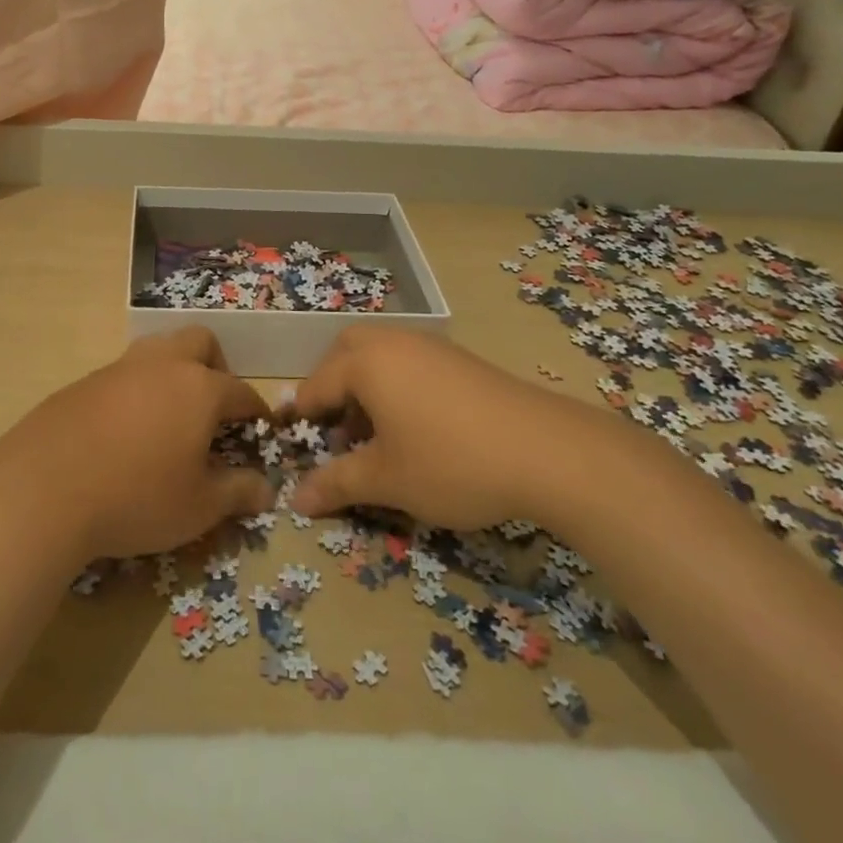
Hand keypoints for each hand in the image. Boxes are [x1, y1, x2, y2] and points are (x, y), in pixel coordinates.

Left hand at [0, 329, 275, 559]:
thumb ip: (238, 492)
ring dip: (173, 372)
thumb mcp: (199, 507)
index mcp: (199, 388)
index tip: (257, 431)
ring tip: (169, 417)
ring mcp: (119, 368)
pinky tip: (124, 432)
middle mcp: (162, 365)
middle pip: (200, 342)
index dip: (255, 412)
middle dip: (216, 367)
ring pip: (158, 349)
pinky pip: (123, 374)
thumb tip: (265, 488)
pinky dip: (136, 391)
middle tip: (212, 411)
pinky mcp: (83, 382)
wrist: (43, 490)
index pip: (241, 391)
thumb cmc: (137, 497)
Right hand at [288, 327, 590, 529]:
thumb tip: (295, 499)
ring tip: (375, 434)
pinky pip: (411, 362)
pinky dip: (397, 385)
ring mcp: (431, 347)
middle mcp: (393, 343)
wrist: (547, 451)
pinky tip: (416, 427)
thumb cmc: (451, 462)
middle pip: (346, 352)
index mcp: (365, 363)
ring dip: (365, 386)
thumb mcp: (386, 480)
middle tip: (335, 427)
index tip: (296, 446)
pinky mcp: (461, 360)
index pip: (317, 387)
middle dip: (332, 386)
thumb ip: (336, 484)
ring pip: (381, 355)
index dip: (303, 419)